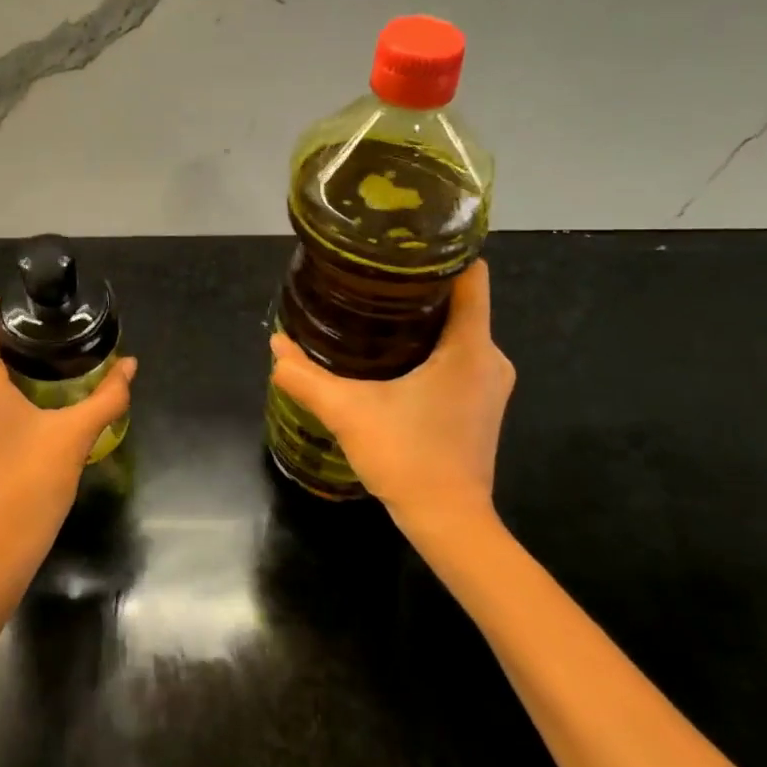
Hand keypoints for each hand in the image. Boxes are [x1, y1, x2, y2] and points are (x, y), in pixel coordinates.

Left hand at [0, 300, 136, 571]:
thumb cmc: (33, 482)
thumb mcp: (75, 434)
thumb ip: (107, 396)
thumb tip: (131, 365)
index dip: (2, 309)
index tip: (30, 301)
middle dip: (8, 339)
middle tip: (49, 333)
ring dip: (0, 367)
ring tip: (42, 362)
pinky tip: (23, 401)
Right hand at [269, 261, 513, 533]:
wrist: (449, 523)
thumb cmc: (408, 458)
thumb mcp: (348, 412)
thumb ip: (307, 377)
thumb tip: (275, 346)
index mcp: (470, 347)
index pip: (471, 276)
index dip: (440, 253)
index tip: (401, 243)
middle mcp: (490, 357)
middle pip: (459, 299)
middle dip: (417, 285)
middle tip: (370, 276)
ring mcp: (490, 381)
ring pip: (458, 329)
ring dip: (422, 317)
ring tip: (375, 307)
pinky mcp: (481, 402)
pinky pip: (459, 354)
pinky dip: (430, 344)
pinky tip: (392, 351)